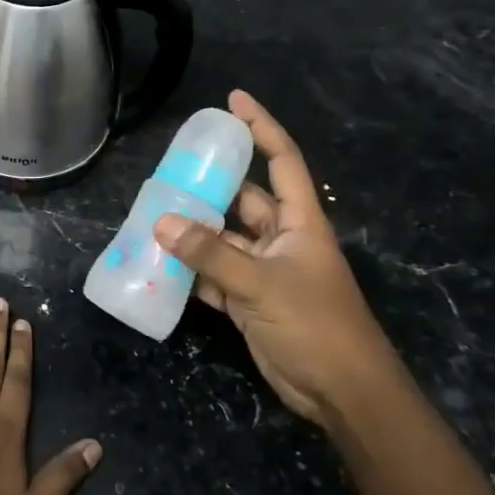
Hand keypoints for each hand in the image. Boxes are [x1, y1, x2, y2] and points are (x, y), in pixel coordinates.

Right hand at [155, 89, 401, 427]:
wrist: (342, 394)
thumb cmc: (316, 325)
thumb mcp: (262, 284)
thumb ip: (210, 254)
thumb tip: (161, 223)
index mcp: (299, 221)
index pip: (281, 160)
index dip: (260, 126)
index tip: (233, 100)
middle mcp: (281, 238)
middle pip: (242, 199)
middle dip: (209, 184)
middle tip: (168, 169)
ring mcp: (264, 270)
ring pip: (222, 238)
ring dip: (192, 232)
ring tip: (151, 215)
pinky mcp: (249, 300)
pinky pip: (213, 273)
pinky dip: (190, 270)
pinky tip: (159, 263)